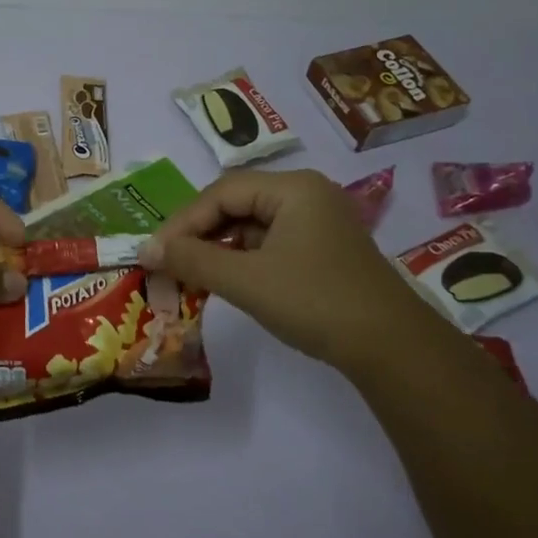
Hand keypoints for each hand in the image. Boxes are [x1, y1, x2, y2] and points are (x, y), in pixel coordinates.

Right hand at [137, 168, 439, 375]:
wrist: (392, 349)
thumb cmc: (315, 301)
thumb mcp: (246, 280)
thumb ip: (192, 260)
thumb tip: (145, 250)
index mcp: (293, 188)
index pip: (221, 192)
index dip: (183, 222)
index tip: (154, 253)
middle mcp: (306, 195)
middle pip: (236, 204)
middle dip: (198, 235)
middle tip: (168, 264)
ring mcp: (317, 222)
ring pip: (251, 226)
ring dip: (218, 249)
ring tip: (190, 276)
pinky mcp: (322, 250)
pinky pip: (269, 244)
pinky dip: (242, 260)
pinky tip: (225, 282)